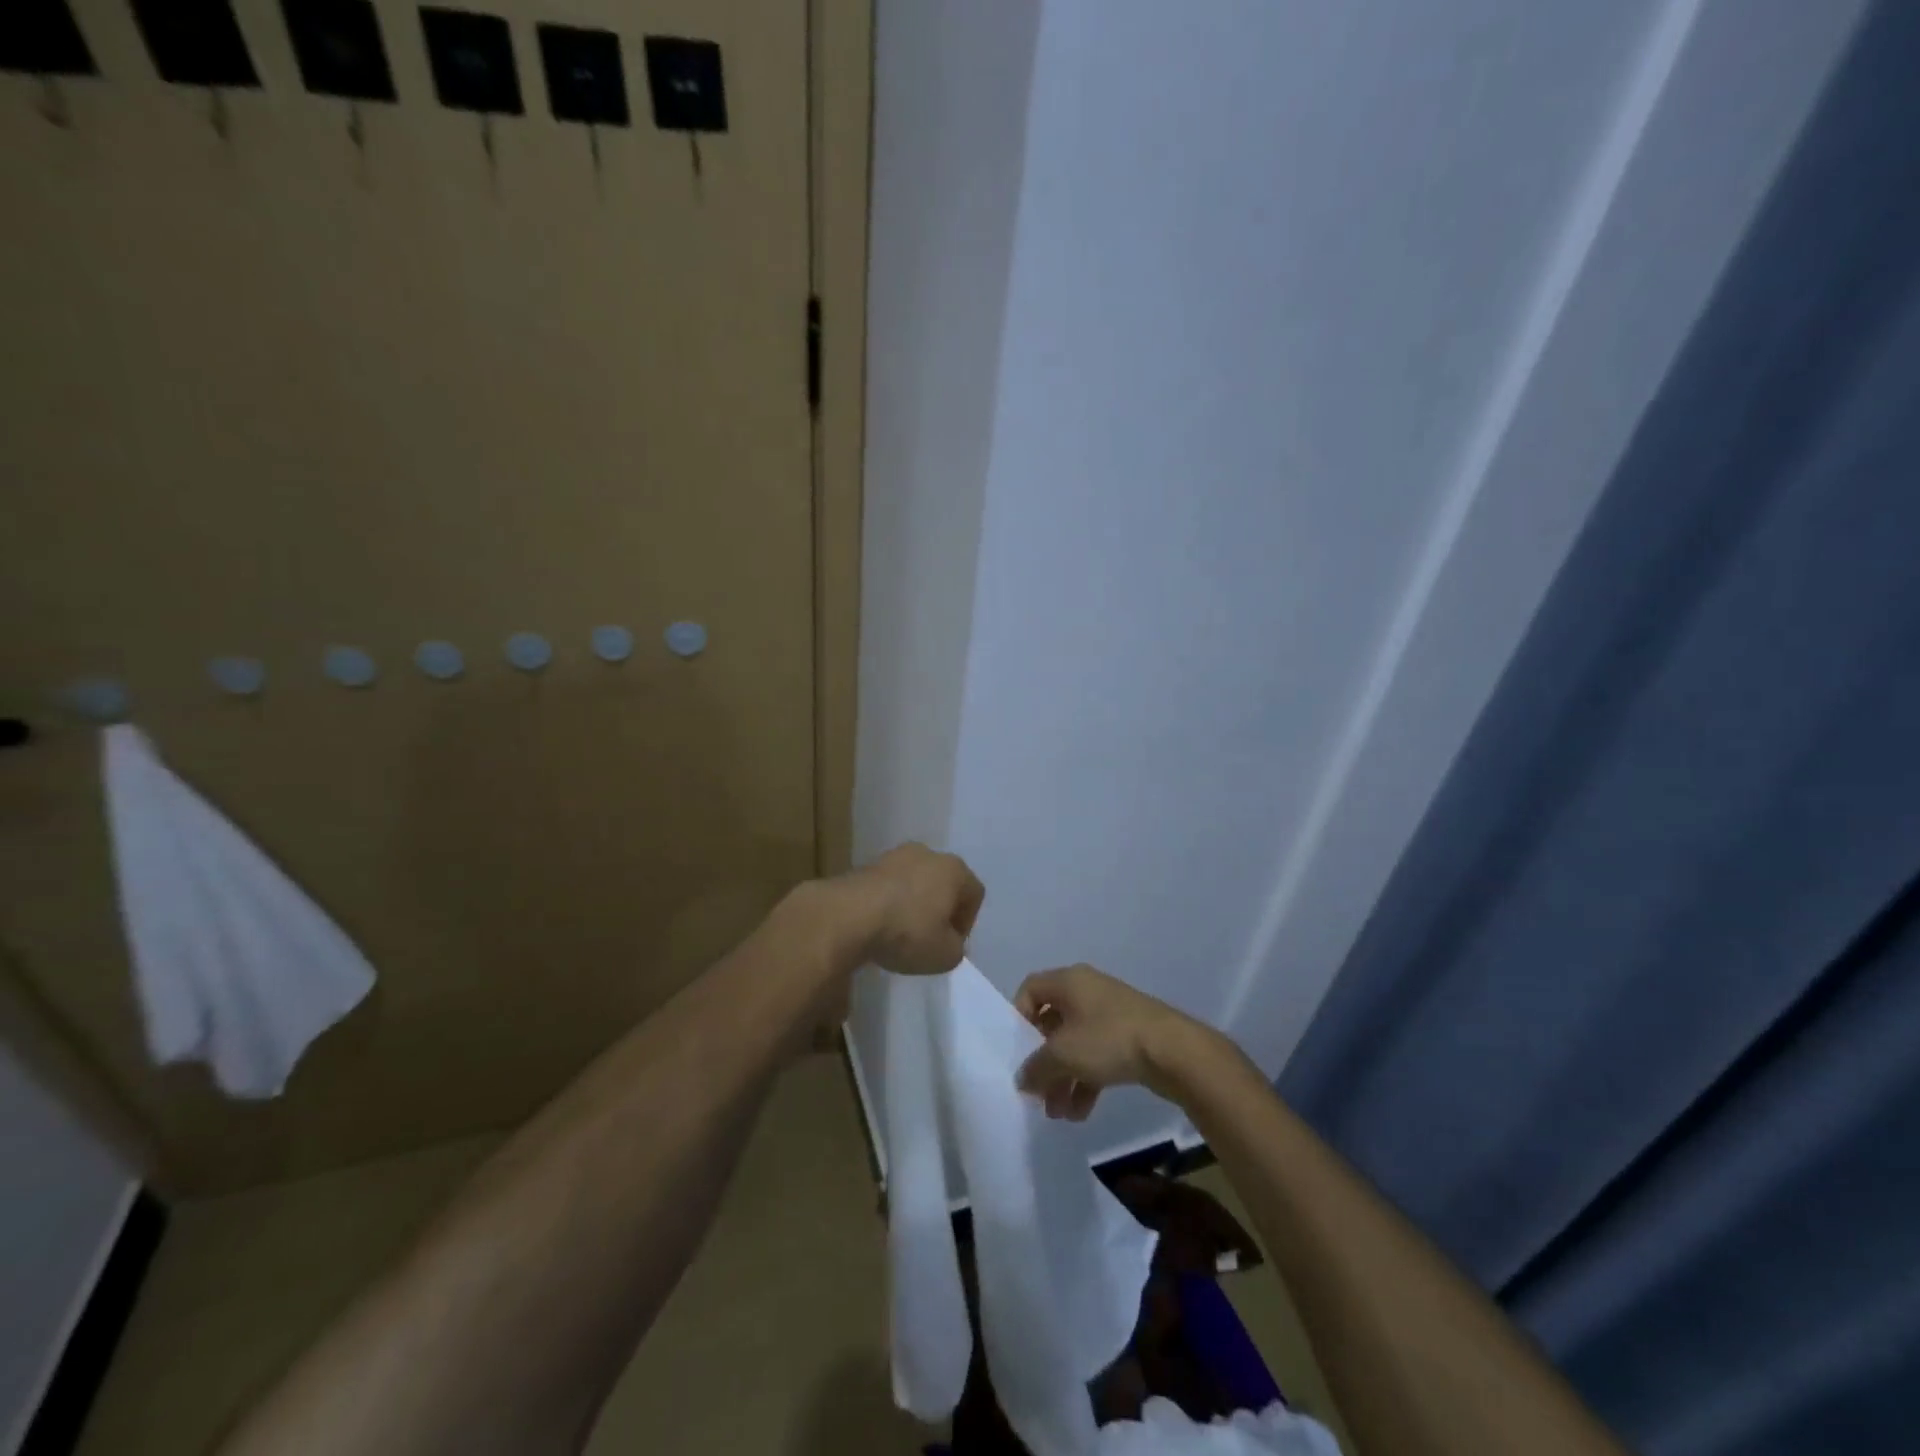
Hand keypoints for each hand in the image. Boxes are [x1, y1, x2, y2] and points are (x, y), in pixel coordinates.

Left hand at [848, 842, 985, 975]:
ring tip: (899, 932)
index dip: (966, 923)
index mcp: (954, 869)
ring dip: (911, 904)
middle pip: (943, 883)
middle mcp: (927, 853)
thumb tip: (948, 941)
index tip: (951, 944)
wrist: (849, 915)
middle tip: (929, 938)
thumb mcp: (945, 955)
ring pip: (913, 882)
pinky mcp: (866, 865)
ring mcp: (894, 856)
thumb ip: (955, 948)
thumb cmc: (908, 932)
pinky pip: (887, 886)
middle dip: (939, 909)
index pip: (974, 894)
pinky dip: (888, 903)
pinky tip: (878, 925)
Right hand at [1013, 963, 1210, 1120]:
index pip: (1030, 989)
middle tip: (1038, 1093)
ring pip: (1075, 1045)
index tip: (1019, 1050)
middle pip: (1052, 1024)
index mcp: (1069, 982)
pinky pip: (1097, 1056)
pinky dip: (1086, 1081)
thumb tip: (1022, 1079)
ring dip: (1064, 1079)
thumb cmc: (1108, 1039)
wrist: (1173, 1051)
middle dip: (1044, 1062)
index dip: (1019, 1018)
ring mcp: (1110, 1015)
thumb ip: (1036, 1067)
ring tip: (1059, 1114)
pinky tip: (1081, 1113)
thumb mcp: (1063, 1055)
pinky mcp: (1128, 1037)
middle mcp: (1087, 992)